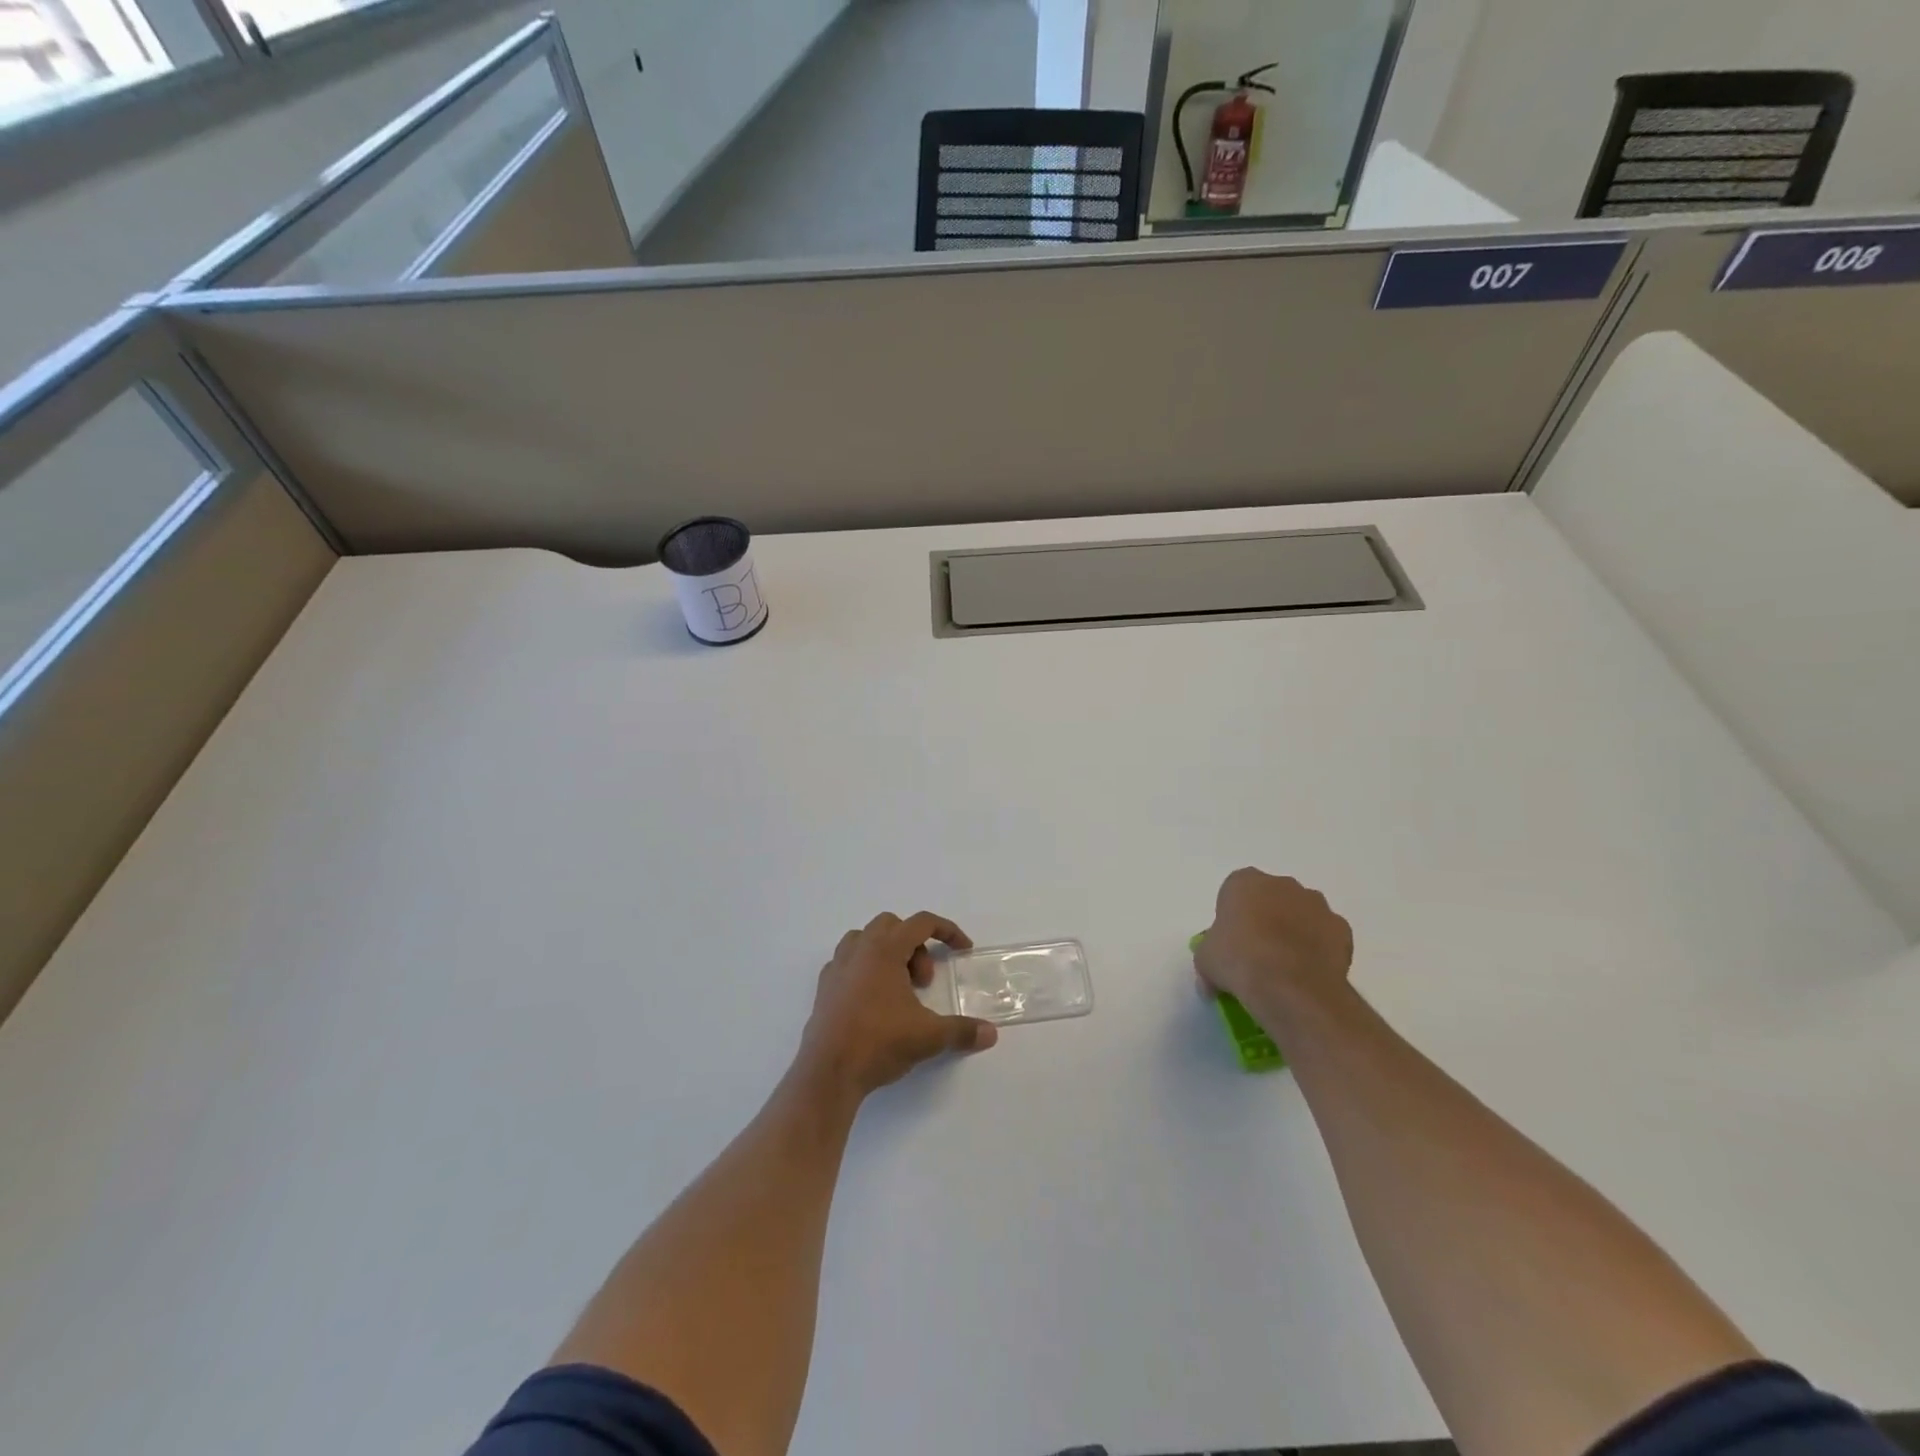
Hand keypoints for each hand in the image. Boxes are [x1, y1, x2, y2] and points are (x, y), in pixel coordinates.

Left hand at [798, 912, 997, 1098]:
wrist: (828, 1072)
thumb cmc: (879, 1042)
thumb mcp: (928, 1037)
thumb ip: (962, 1031)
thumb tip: (991, 1033)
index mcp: (885, 949)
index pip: (921, 923)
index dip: (947, 931)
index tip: (962, 950)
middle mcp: (859, 949)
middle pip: (892, 925)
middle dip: (915, 946)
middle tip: (923, 982)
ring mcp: (836, 966)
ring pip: (865, 939)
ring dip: (888, 953)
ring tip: (899, 988)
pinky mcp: (824, 987)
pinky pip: (847, 961)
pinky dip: (865, 969)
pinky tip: (874, 1000)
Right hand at [1194, 869, 1353, 1023]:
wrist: (1290, 987)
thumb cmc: (1239, 961)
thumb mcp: (1205, 961)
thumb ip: (1209, 959)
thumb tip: (1211, 981)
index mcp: (1244, 882)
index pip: (1234, 892)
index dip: (1232, 917)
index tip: (1231, 942)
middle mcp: (1282, 884)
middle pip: (1271, 898)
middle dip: (1266, 919)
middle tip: (1256, 954)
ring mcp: (1316, 905)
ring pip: (1301, 914)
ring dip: (1294, 932)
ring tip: (1285, 969)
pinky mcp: (1342, 929)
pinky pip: (1326, 936)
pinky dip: (1319, 950)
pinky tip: (1308, 974)